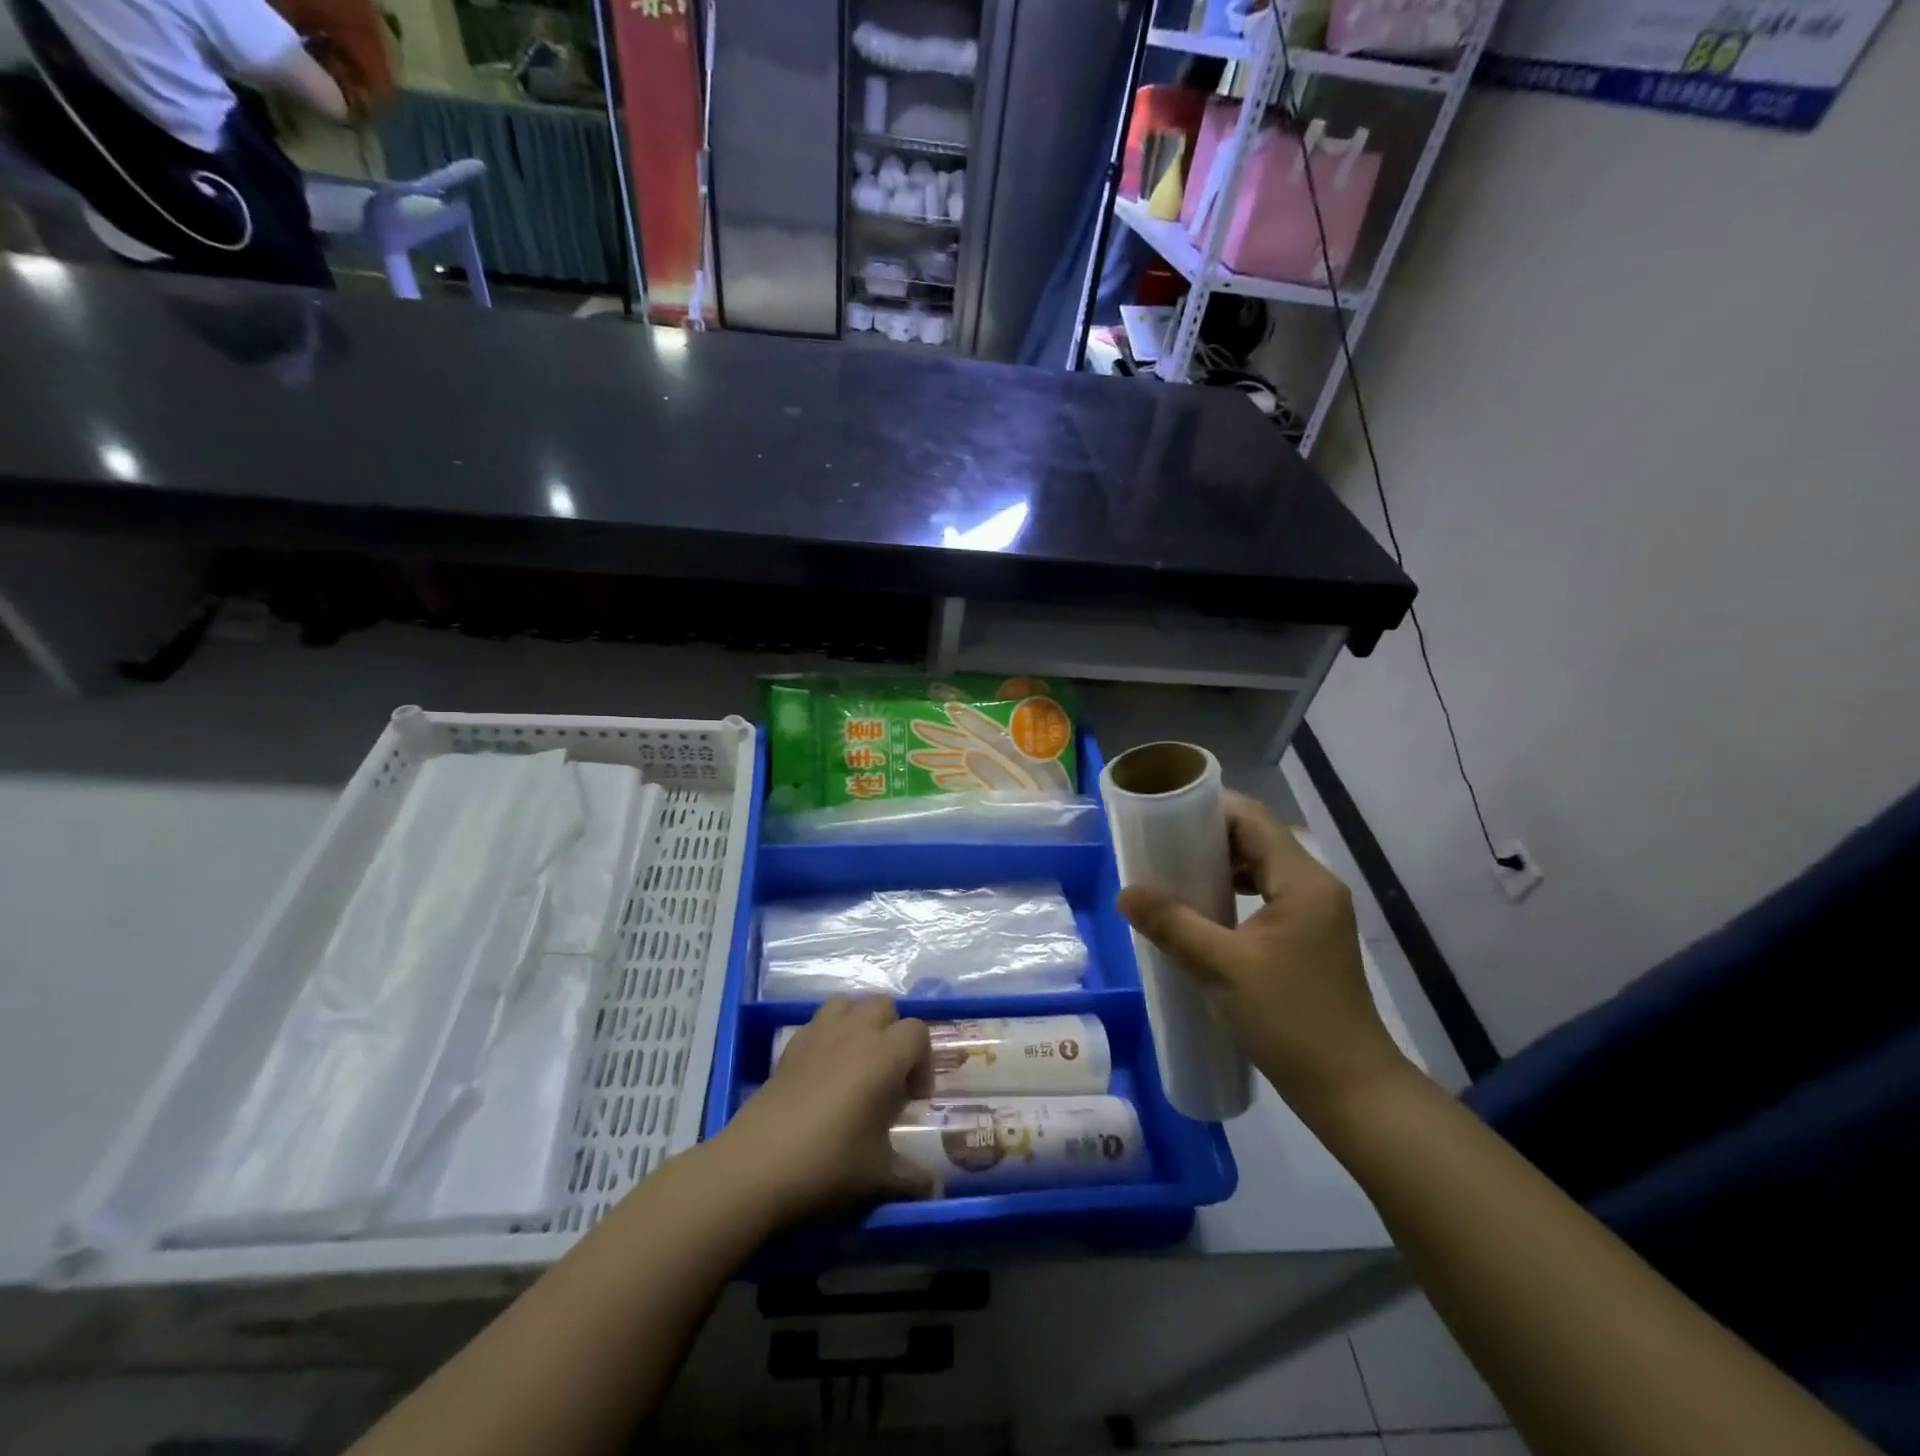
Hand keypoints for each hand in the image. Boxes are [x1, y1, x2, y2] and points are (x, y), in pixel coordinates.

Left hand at [713, 997, 935, 1225]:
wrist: (755, 1166)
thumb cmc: (827, 1164)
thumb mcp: (878, 1177)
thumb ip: (912, 1177)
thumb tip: (934, 1188)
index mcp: (883, 1056)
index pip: (918, 1032)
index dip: (923, 1061)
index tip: (914, 1098)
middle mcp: (854, 1033)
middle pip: (884, 1006)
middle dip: (894, 1034)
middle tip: (889, 1077)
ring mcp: (818, 1034)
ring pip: (849, 1004)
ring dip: (860, 1024)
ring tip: (858, 1063)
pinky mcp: (790, 1046)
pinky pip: (819, 1022)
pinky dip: (830, 1035)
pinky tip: (824, 1073)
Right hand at [1117, 793, 1408, 1113]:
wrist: (1349, 1088)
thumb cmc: (1290, 1020)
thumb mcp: (1222, 968)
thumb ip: (1172, 924)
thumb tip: (1126, 891)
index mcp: (1303, 881)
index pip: (1252, 819)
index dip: (1207, 809)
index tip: (1162, 816)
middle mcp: (1315, 885)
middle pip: (1257, 838)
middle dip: (1207, 837)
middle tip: (1159, 846)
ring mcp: (1316, 912)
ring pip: (1262, 866)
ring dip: (1221, 865)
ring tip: (1176, 875)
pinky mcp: (1310, 935)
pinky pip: (1268, 893)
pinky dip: (1235, 890)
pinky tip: (1205, 911)